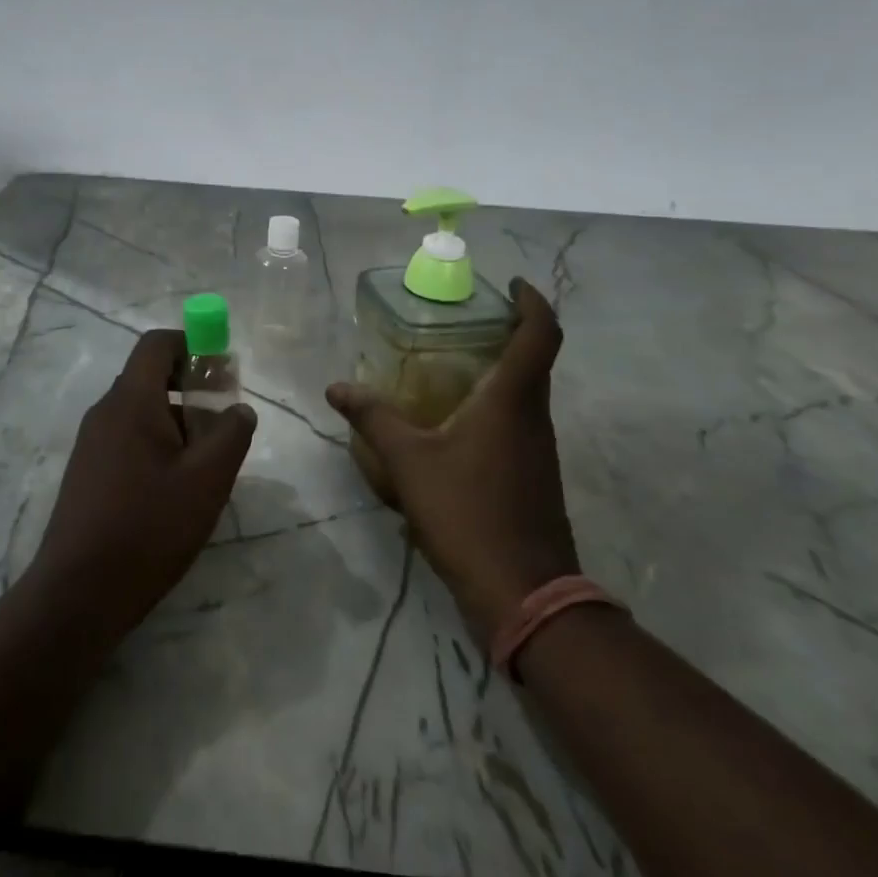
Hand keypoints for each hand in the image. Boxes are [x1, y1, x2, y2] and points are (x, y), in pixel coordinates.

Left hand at [28, 329, 256, 639]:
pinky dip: (156, 444)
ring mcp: (91, 443)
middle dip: (191, 388)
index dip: (193, 344)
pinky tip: (175, 489)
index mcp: (131, 401)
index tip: (222, 371)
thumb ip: (232, 434)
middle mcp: (105, 412)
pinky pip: (127, 438)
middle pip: (150, 376)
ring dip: (176, 421)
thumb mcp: (207, 480)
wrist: (78, 594)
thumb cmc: (148, 527)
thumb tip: (239, 409)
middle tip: (223, 423)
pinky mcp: (87, 472)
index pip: (157, 344)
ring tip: (205, 463)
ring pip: (141, 411)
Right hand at [327, 279, 577, 636]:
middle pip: (536, 358)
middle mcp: (534, 416)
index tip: (511, 284)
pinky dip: (496, 406)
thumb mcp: (409, 462)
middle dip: (509, 331)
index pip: (541, 332)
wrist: (523, 592)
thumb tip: (336, 387)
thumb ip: (373, 418)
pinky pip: (519, 422)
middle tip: (465, 320)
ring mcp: (540, 449)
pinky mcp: (536, 476)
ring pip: (527, 393)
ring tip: (453, 365)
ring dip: (501, 370)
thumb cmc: (467, 512)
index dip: (532, 300)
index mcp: (513, 399)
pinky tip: (457, 423)